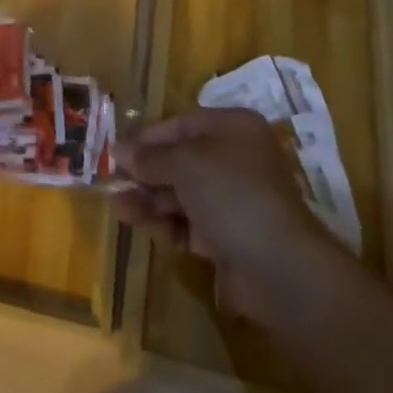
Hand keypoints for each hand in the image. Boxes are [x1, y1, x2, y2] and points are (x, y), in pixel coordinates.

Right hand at [114, 107, 333, 323]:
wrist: (279, 268)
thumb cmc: (232, 193)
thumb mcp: (185, 163)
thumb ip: (150, 157)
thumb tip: (119, 149)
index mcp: (232, 129)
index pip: (181, 124)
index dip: (147, 137)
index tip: (116, 149)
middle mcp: (234, 160)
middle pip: (179, 160)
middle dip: (146, 172)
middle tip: (113, 182)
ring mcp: (233, 201)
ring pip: (181, 194)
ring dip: (149, 201)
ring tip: (120, 210)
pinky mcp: (229, 238)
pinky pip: (190, 224)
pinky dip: (168, 226)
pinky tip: (146, 229)